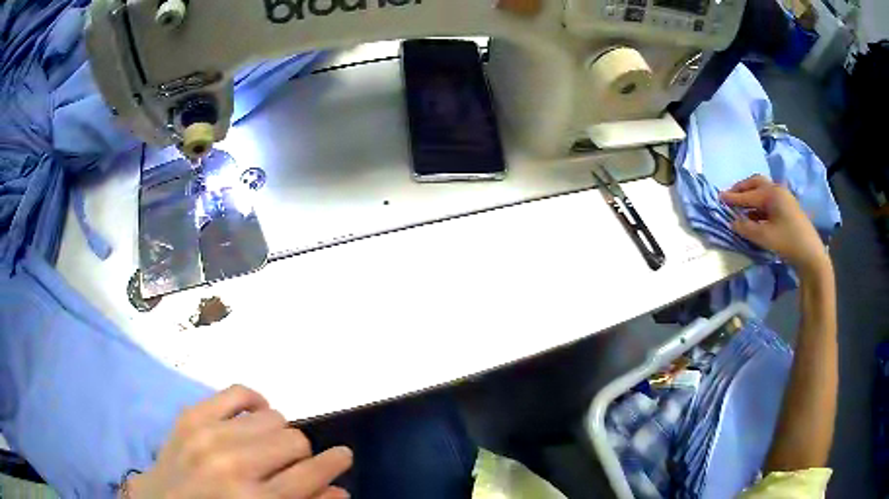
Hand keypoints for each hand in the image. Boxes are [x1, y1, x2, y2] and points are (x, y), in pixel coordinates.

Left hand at [127, 385, 351, 498]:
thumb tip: (340, 489)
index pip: (311, 474)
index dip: (334, 464)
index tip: (343, 456)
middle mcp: (235, 466)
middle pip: (294, 441)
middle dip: (300, 454)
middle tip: (289, 464)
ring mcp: (209, 435)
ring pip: (272, 416)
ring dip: (277, 433)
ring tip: (266, 446)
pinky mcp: (192, 415)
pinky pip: (238, 392)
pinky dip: (254, 401)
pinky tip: (255, 415)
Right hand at [720, 175, 829, 277]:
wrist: (811, 253)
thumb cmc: (788, 242)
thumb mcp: (765, 237)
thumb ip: (747, 228)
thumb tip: (733, 221)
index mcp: (771, 194)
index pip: (748, 195)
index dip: (732, 197)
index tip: (718, 197)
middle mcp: (777, 190)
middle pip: (755, 183)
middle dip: (742, 188)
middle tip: (730, 195)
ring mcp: (784, 197)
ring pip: (763, 189)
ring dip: (750, 194)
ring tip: (741, 204)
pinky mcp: (788, 206)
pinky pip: (769, 198)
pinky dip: (759, 202)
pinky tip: (755, 213)